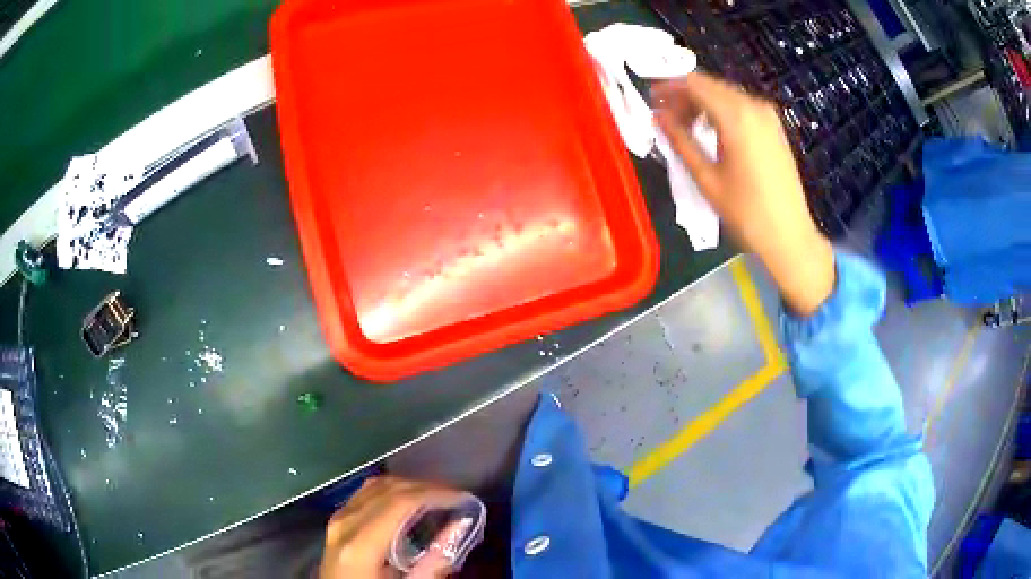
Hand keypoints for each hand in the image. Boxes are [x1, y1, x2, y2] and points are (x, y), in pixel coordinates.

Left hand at [319, 476, 466, 578]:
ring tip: (437, 499)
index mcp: (360, 544)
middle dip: (425, 488)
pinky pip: (366, 495)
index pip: (399, 502)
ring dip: (408, 487)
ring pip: (375, 486)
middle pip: (387, 489)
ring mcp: (337, 519)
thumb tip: (460, 526)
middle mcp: (344, 522)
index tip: (464, 497)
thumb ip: (434, 562)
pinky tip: (409, 506)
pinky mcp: (337, 521)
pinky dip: (392, 493)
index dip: (435, 494)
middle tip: (456, 497)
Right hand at [653, 72, 834, 315]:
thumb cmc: (746, 212)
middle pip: (710, 85)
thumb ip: (680, 141)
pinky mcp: (774, 127)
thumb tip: (658, 117)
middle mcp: (753, 106)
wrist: (790, 236)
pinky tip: (710, 131)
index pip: (694, 84)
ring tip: (683, 126)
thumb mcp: (707, 178)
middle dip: (684, 95)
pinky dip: (720, 112)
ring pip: (725, 95)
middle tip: (664, 115)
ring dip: (701, 103)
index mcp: (736, 116)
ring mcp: (767, 116)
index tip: (650, 98)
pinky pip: (740, 107)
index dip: (669, 86)